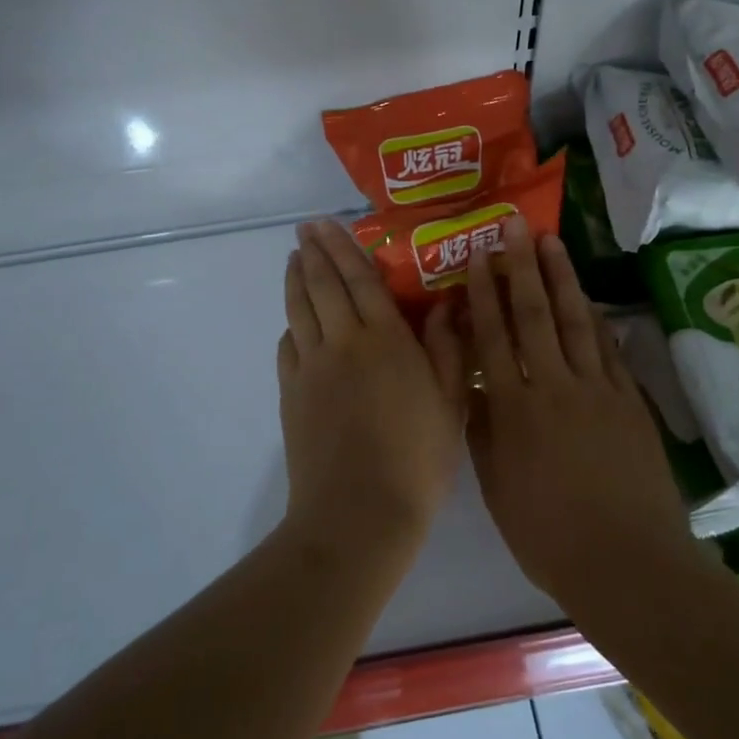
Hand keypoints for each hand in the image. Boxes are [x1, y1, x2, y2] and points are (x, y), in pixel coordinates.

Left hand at [277, 221, 466, 559]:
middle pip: (323, 285)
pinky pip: (288, 347)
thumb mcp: (450, 402)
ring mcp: (311, 368)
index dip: (343, 247)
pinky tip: (293, 324)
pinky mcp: (292, 394)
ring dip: (295, 281)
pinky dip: (290, 326)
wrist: (358, 513)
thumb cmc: (417, 458)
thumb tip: (444, 304)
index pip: (359, 279)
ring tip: (292, 260)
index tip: (327, 224)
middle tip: (304, 229)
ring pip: (299, 311)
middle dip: (313, 252)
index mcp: (384, 339)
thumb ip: (446, 348)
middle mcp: (342, 342)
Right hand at [465, 219, 695, 603]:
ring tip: (551, 242)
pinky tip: (588, 298)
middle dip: (522, 267)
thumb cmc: (548, 534)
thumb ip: (482, 430)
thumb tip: (471, 385)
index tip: (479, 257)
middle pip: (535, 315)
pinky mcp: (629, 402)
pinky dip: (596, 319)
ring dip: (561, 278)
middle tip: (515, 225)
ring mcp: (597, 390)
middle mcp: (554, 387)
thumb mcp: (497, 486)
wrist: (627, 562)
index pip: (494, 338)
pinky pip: (608, 349)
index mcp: (514, 410)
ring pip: (575, 321)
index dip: (485, 294)